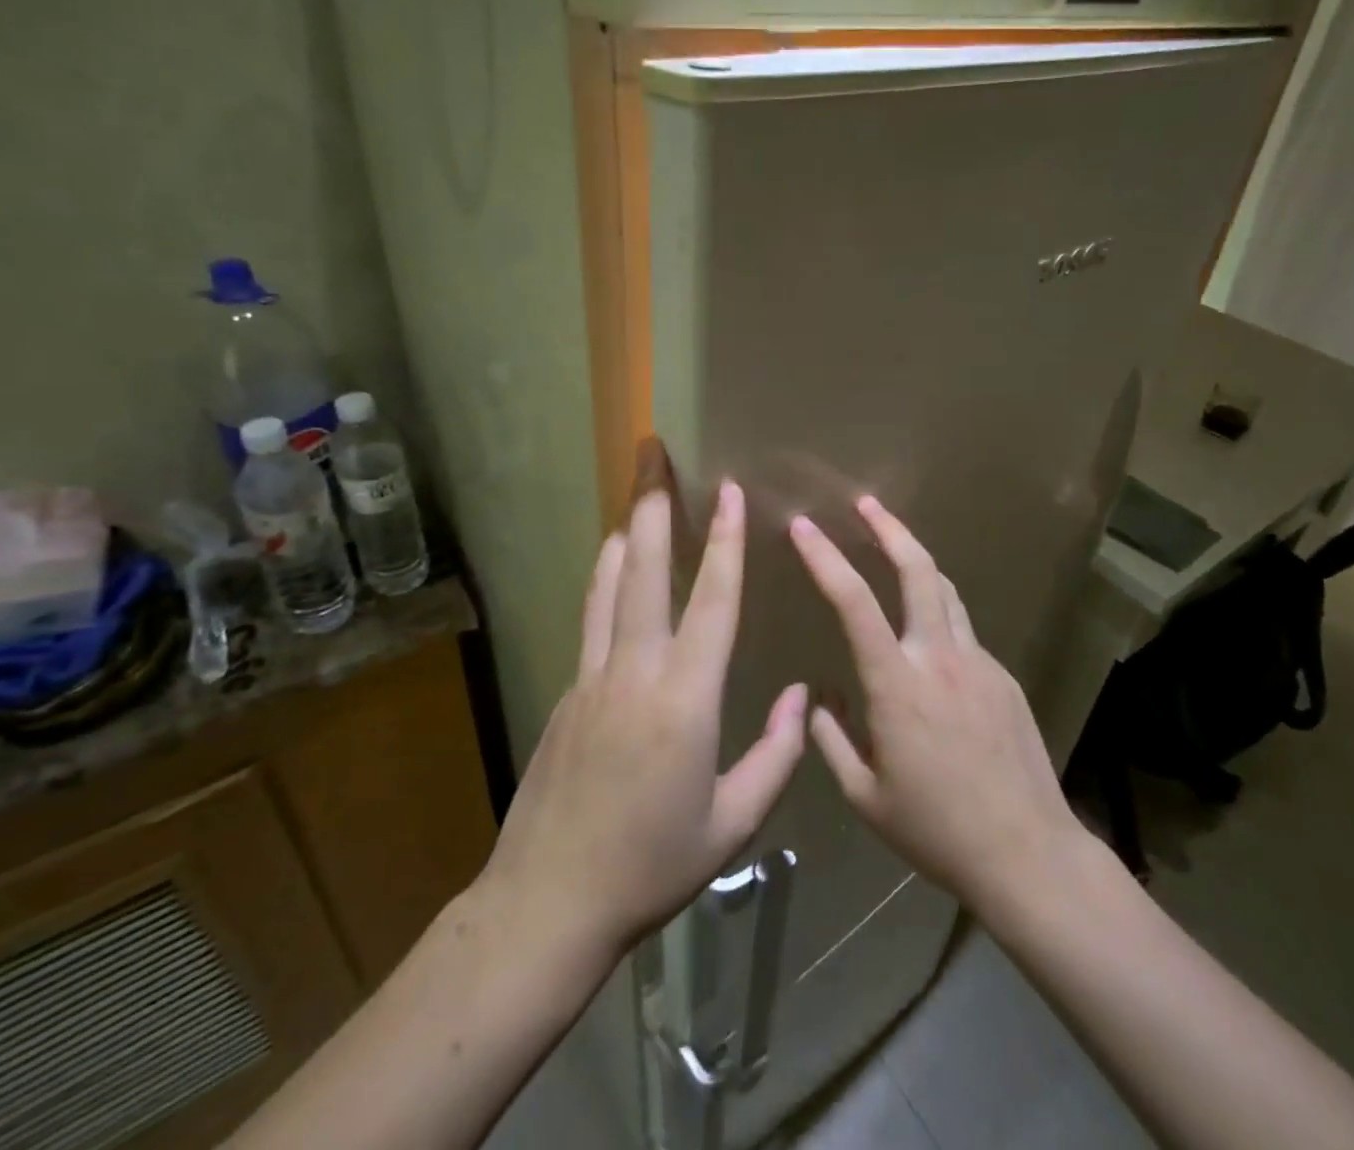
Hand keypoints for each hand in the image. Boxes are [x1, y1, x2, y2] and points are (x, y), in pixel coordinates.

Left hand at [481, 483, 808, 963]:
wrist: (550, 900)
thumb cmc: (653, 864)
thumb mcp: (733, 823)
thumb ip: (775, 755)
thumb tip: (802, 696)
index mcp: (686, 699)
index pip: (714, 602)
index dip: (725, 542)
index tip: (728, 491)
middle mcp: (636, 671)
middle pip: (647, 571)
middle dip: (655, 506)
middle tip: (653, 453)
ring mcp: (594, 676)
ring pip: (611, 585)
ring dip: (628, 531)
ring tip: (635, 489)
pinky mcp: (568, 690)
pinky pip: (592, 615)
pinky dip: (605, 576)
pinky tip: (612, 559)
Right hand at [789, 497, 1080, 916]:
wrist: (1028, 854)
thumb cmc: (936, 829)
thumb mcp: (865, 796)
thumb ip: (831, 740)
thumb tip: (819, 698)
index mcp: (897, 685)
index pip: (854, 602)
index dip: (825, 558)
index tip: (803, 527)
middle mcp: (939, 658)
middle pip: (918, 571)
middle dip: (889, 528)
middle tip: (866, 502)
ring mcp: (979, 663)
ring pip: (946, 592)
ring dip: (917, 562)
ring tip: (894, 547)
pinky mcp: (1004, 677)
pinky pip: (963, 633)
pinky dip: (938, 619)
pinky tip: (928, 646)